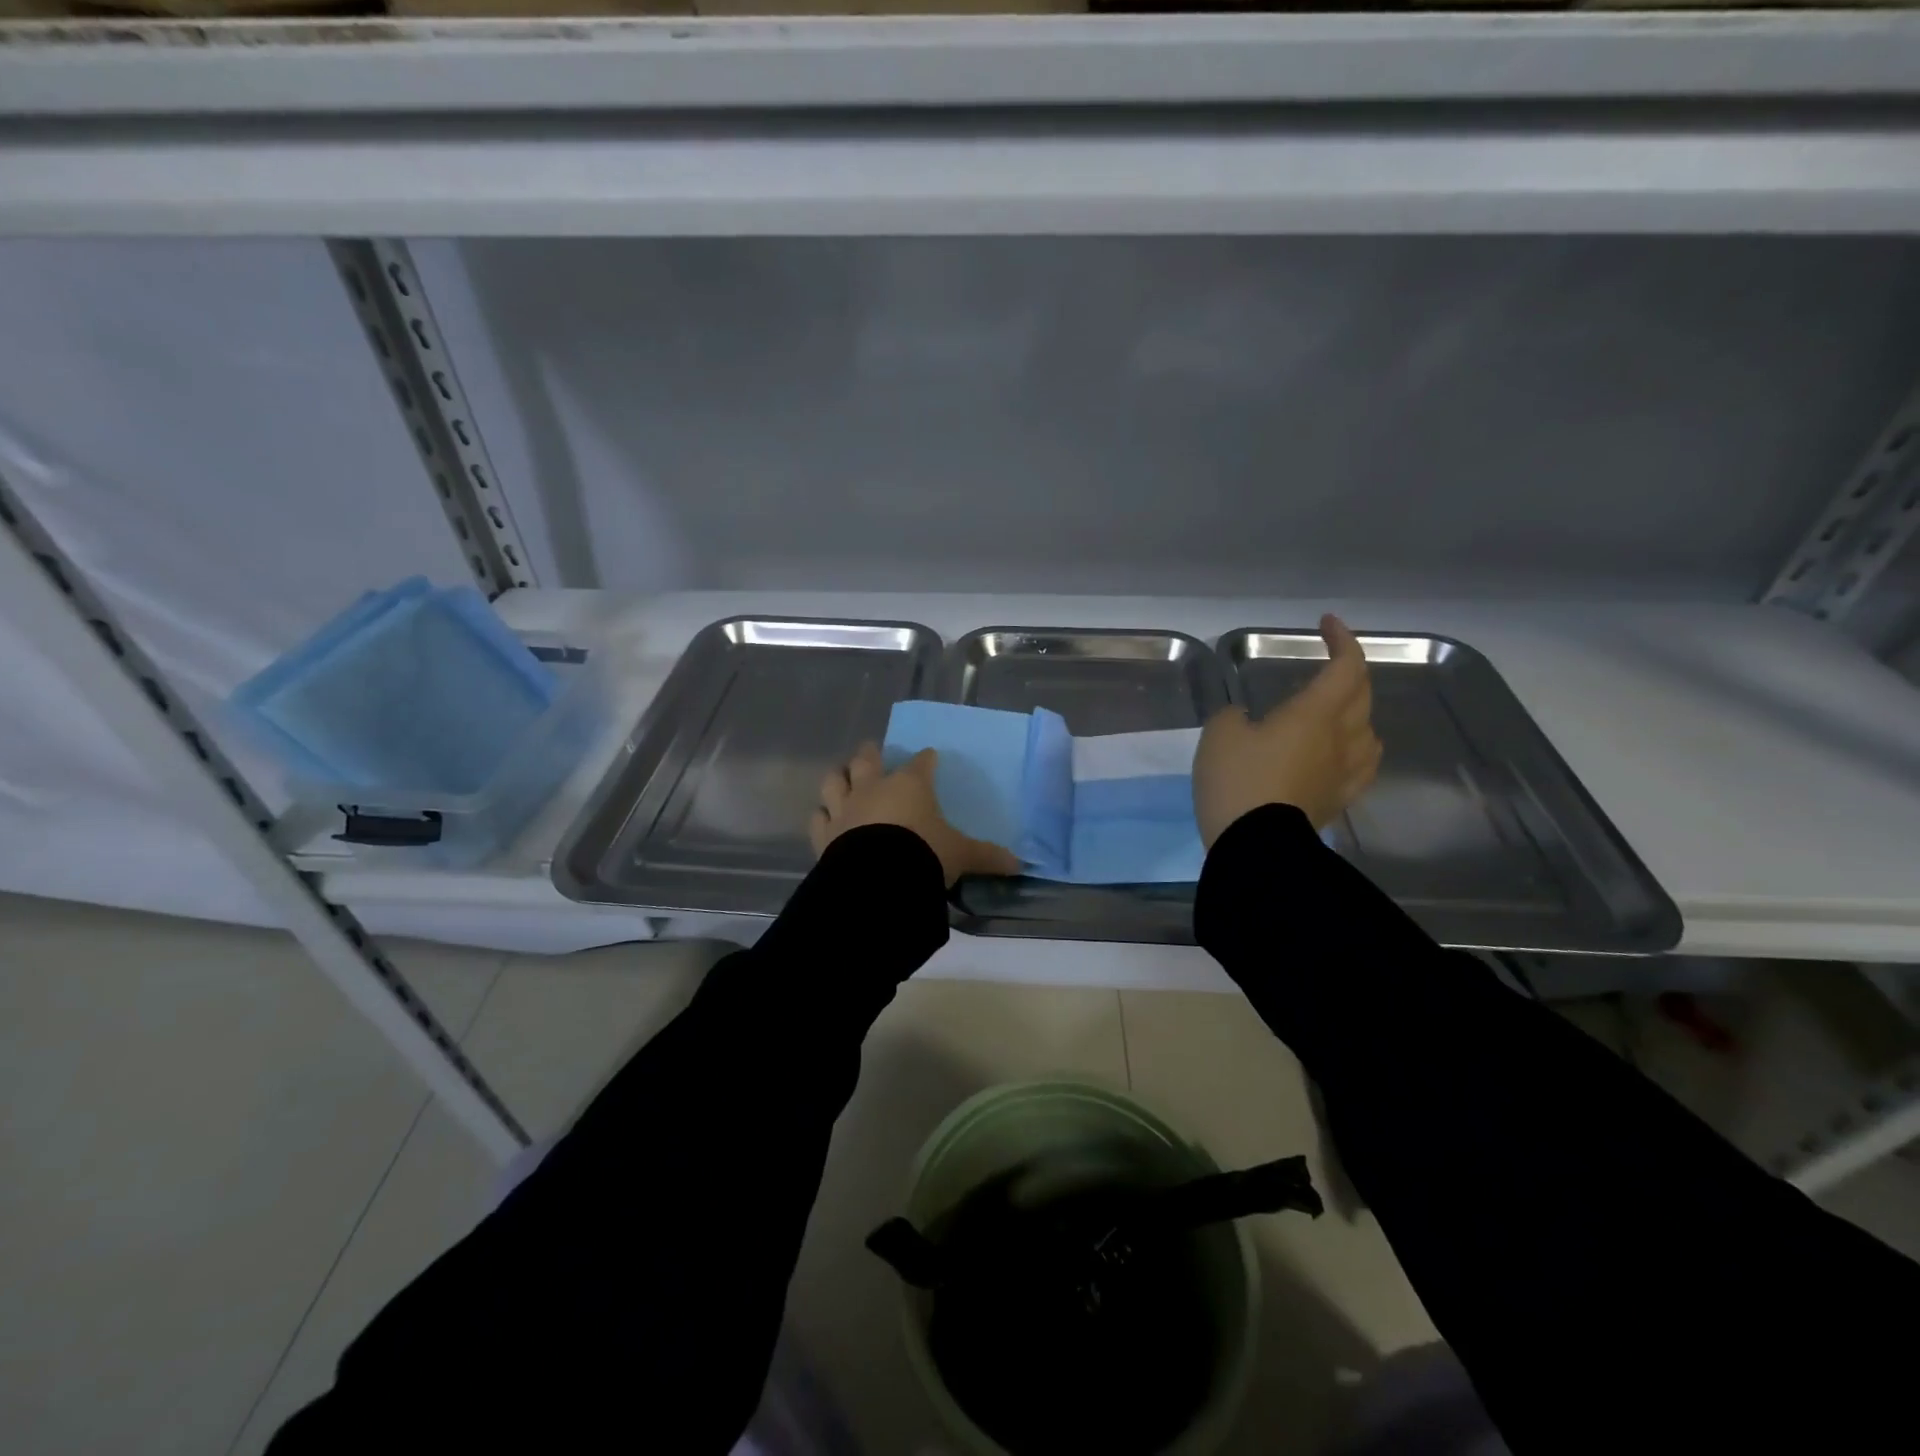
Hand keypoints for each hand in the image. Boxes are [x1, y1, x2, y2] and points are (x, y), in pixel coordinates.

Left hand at [810, 742, 1022, 887]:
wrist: (878, 879)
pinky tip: (823, 815)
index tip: (929, 756)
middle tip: (872, 749)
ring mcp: (845, 808)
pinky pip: (818, 817)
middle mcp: (874, 788)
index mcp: (910, 785)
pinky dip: (821, 814)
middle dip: (870, 754)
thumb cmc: (924, 854)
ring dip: (839, 777)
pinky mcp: (825, 833)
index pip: (921, 763)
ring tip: (842, 775)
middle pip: (867, 761)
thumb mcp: (961, 855)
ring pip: (835, 781)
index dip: (926, 759)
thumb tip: (1020, 864)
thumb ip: (987, 856)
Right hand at [1193, 614, 1381, 845]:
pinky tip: (1345, 754)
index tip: (1326, 624)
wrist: (1256, 846)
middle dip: (1350, 670)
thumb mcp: (1219, 734)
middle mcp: (1341, 738)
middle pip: (1363, 695)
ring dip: (1358, 711)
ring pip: (1369, 731)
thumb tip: (1247, 720)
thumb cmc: (1238, 781)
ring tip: (1337, 709)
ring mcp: (1344, 772)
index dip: (1341, 640)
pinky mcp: (1339, 800)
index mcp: (1315, 713)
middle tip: (1330, 662)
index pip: (1345, 666)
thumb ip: (1234, 716)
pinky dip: (1357, 749)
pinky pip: (1362, 766)